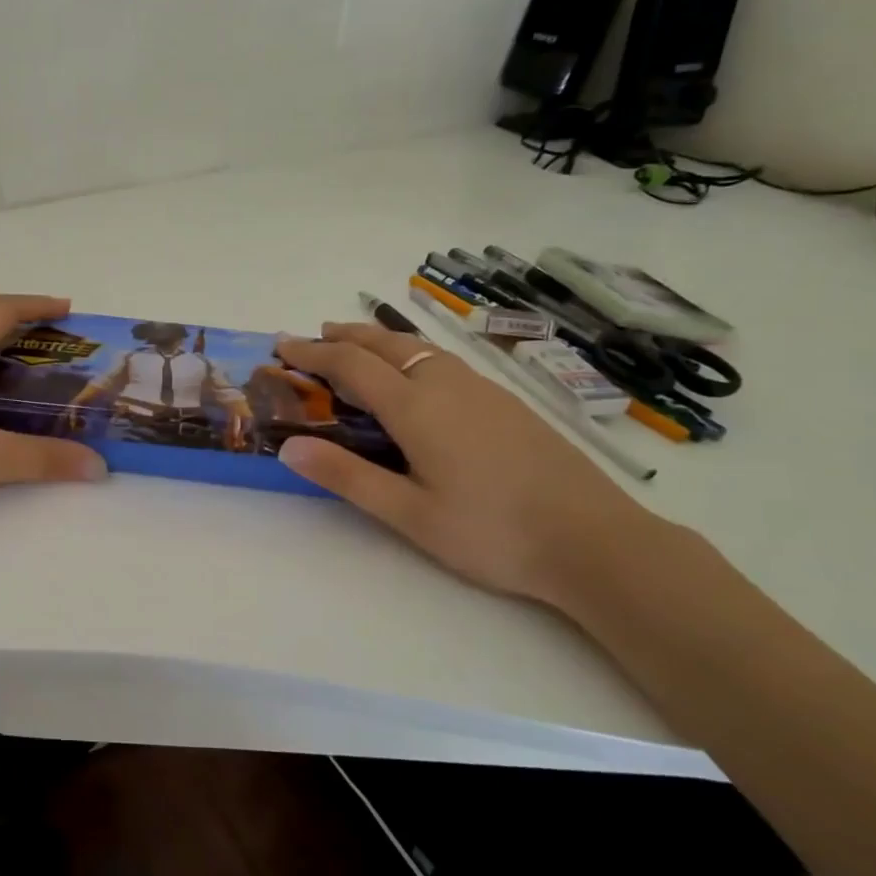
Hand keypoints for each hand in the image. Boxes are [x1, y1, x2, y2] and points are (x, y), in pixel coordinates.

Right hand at [273, 323, 658, 606]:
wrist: (594, 539)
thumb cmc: (491, 531)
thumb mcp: (409, 513)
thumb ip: (347, 476)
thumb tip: (288, 447)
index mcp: (417, 408)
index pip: (351, 365)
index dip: (312, 353)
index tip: (281, 346)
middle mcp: (446, 385)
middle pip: (386, 344)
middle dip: (344, 336)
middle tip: (313, 336)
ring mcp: (481, 390)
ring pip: (419, 349)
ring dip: (379, 342)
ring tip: (356, 346)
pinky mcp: (506, 403)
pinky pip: (443, 362)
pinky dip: (410, 355)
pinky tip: (416, 378)